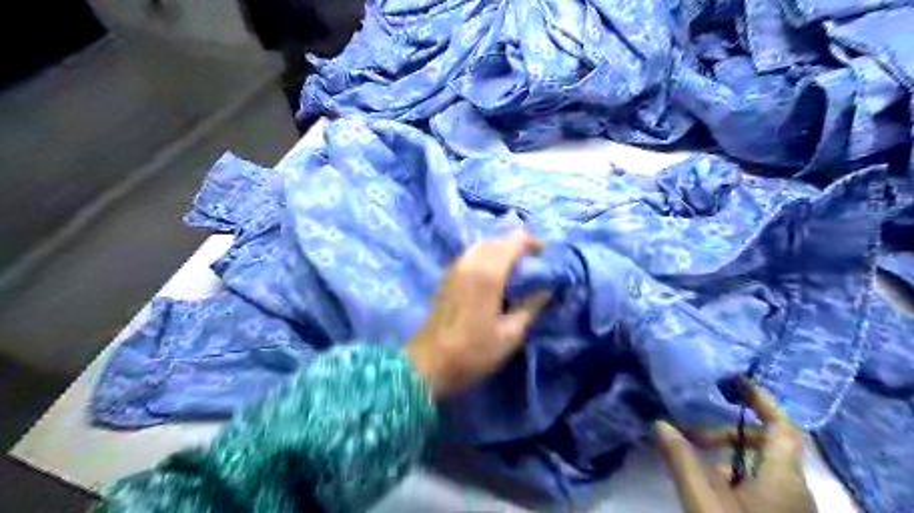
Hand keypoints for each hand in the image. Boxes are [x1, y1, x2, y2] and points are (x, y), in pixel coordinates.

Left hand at [404, 230, 548, 399]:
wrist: (428, 363)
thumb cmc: (472, 352)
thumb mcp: (510, 335)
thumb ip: (531, 307)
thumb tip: (546, 289)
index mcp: (489, 273)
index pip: (514, 241)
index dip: (533, 242)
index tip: (546, 255)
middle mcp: (470, 263)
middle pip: (497, 240)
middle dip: (517, 246)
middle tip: (533, 264)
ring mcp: (455, 269)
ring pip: (481, 246)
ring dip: (500, 250)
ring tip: (514, 269)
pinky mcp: (446, 278)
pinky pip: (470, 256)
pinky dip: (486, 257)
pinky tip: (492, 277)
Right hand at [657, 378, 812, 512]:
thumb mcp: (704, 503)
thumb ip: (682, 461)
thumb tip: (660, 423)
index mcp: (783, 479)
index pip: (782, 428)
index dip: (761, 401)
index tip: (734, 381)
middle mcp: (794, 488)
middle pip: (768, 444)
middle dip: (728, 431)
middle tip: (693, 432)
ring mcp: (788, 505)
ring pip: (761, 465)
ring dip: (727, 453)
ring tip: (693, 455)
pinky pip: (758, 482)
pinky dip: (732, 472)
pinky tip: (706, 481)